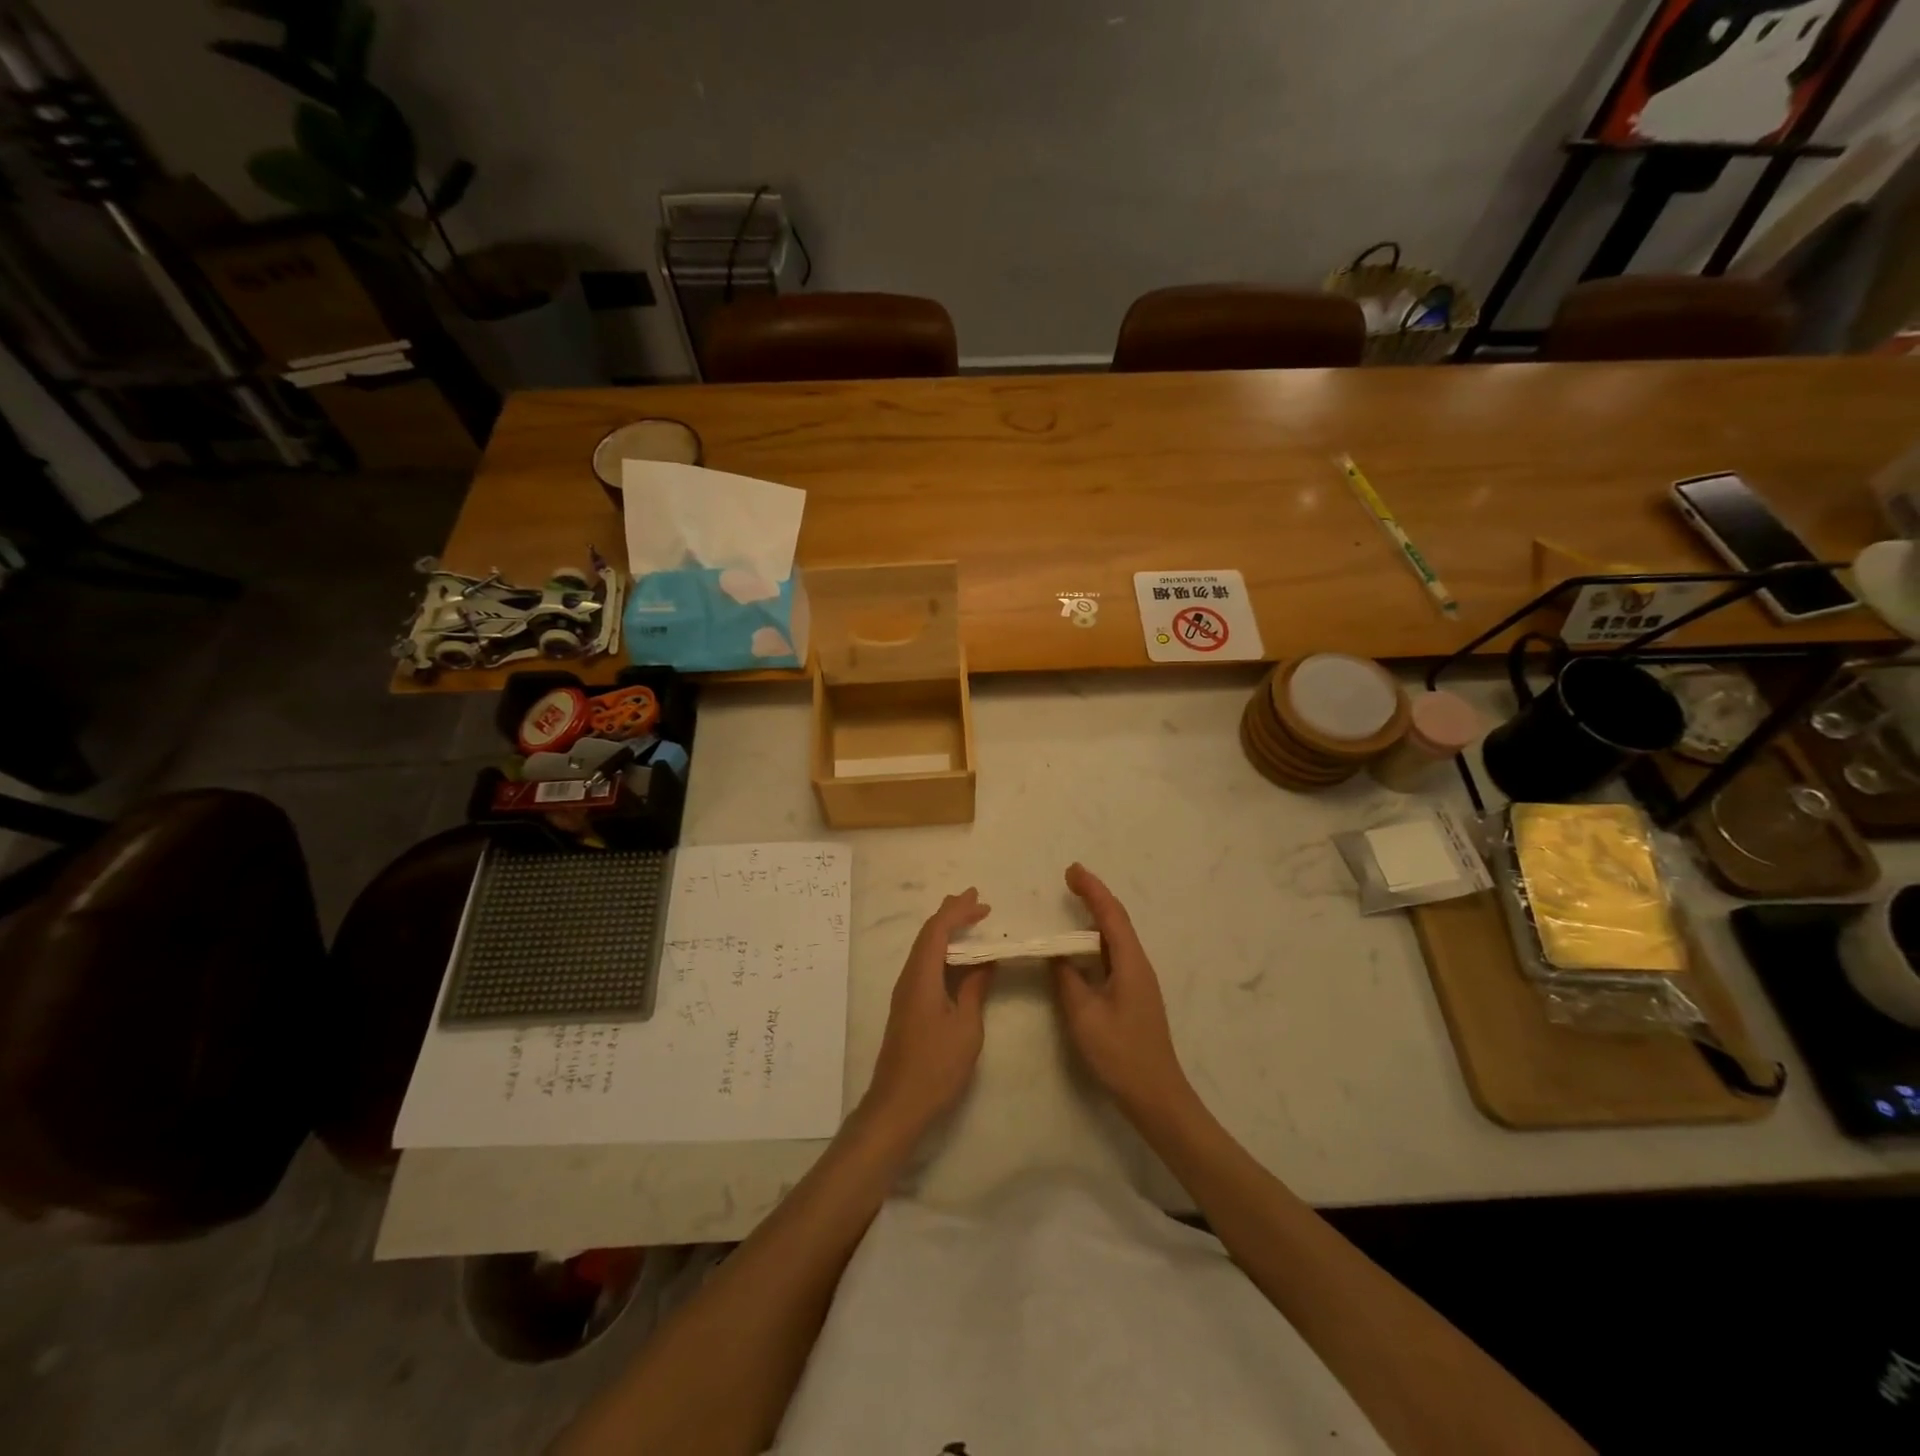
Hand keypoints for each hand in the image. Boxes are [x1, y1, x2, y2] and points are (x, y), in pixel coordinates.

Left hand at [861, 889, 993, 1136]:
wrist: (898, 1104)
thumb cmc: (936, 1066)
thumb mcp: (966, 1027)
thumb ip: (974, 989)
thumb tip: (985, 961)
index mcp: (922, 977)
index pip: (937, 930)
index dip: (957, 911)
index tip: (981, 901)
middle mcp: (909, 978)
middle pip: (927, 934)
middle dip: (950, 914)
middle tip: (975, 901)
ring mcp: (905, 993)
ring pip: (924, 949)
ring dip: (946, 931)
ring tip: (968, 921)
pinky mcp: (907, 1007)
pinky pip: (925, 965)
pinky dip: (942, 952)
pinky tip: (956, 959)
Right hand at [1053, 864, 1190, 1117]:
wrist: (1156, 1095)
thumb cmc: (1120, 1054)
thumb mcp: (1084, 1015)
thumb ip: (1067, 979)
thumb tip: (1056, 954)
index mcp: (1130, 963)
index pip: (1111, 915)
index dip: (1092, 889)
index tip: (1072, 870)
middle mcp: (1138, 964)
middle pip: (1117, 920)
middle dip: (1095, 896)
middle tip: (1070, 878)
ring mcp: (1139, 980)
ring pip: (1116, 938)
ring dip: (1097, 916)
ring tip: (1075, 902)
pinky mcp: (1134, 995)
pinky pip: (1114, 955)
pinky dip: (1097, 940)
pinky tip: (1083, 947)